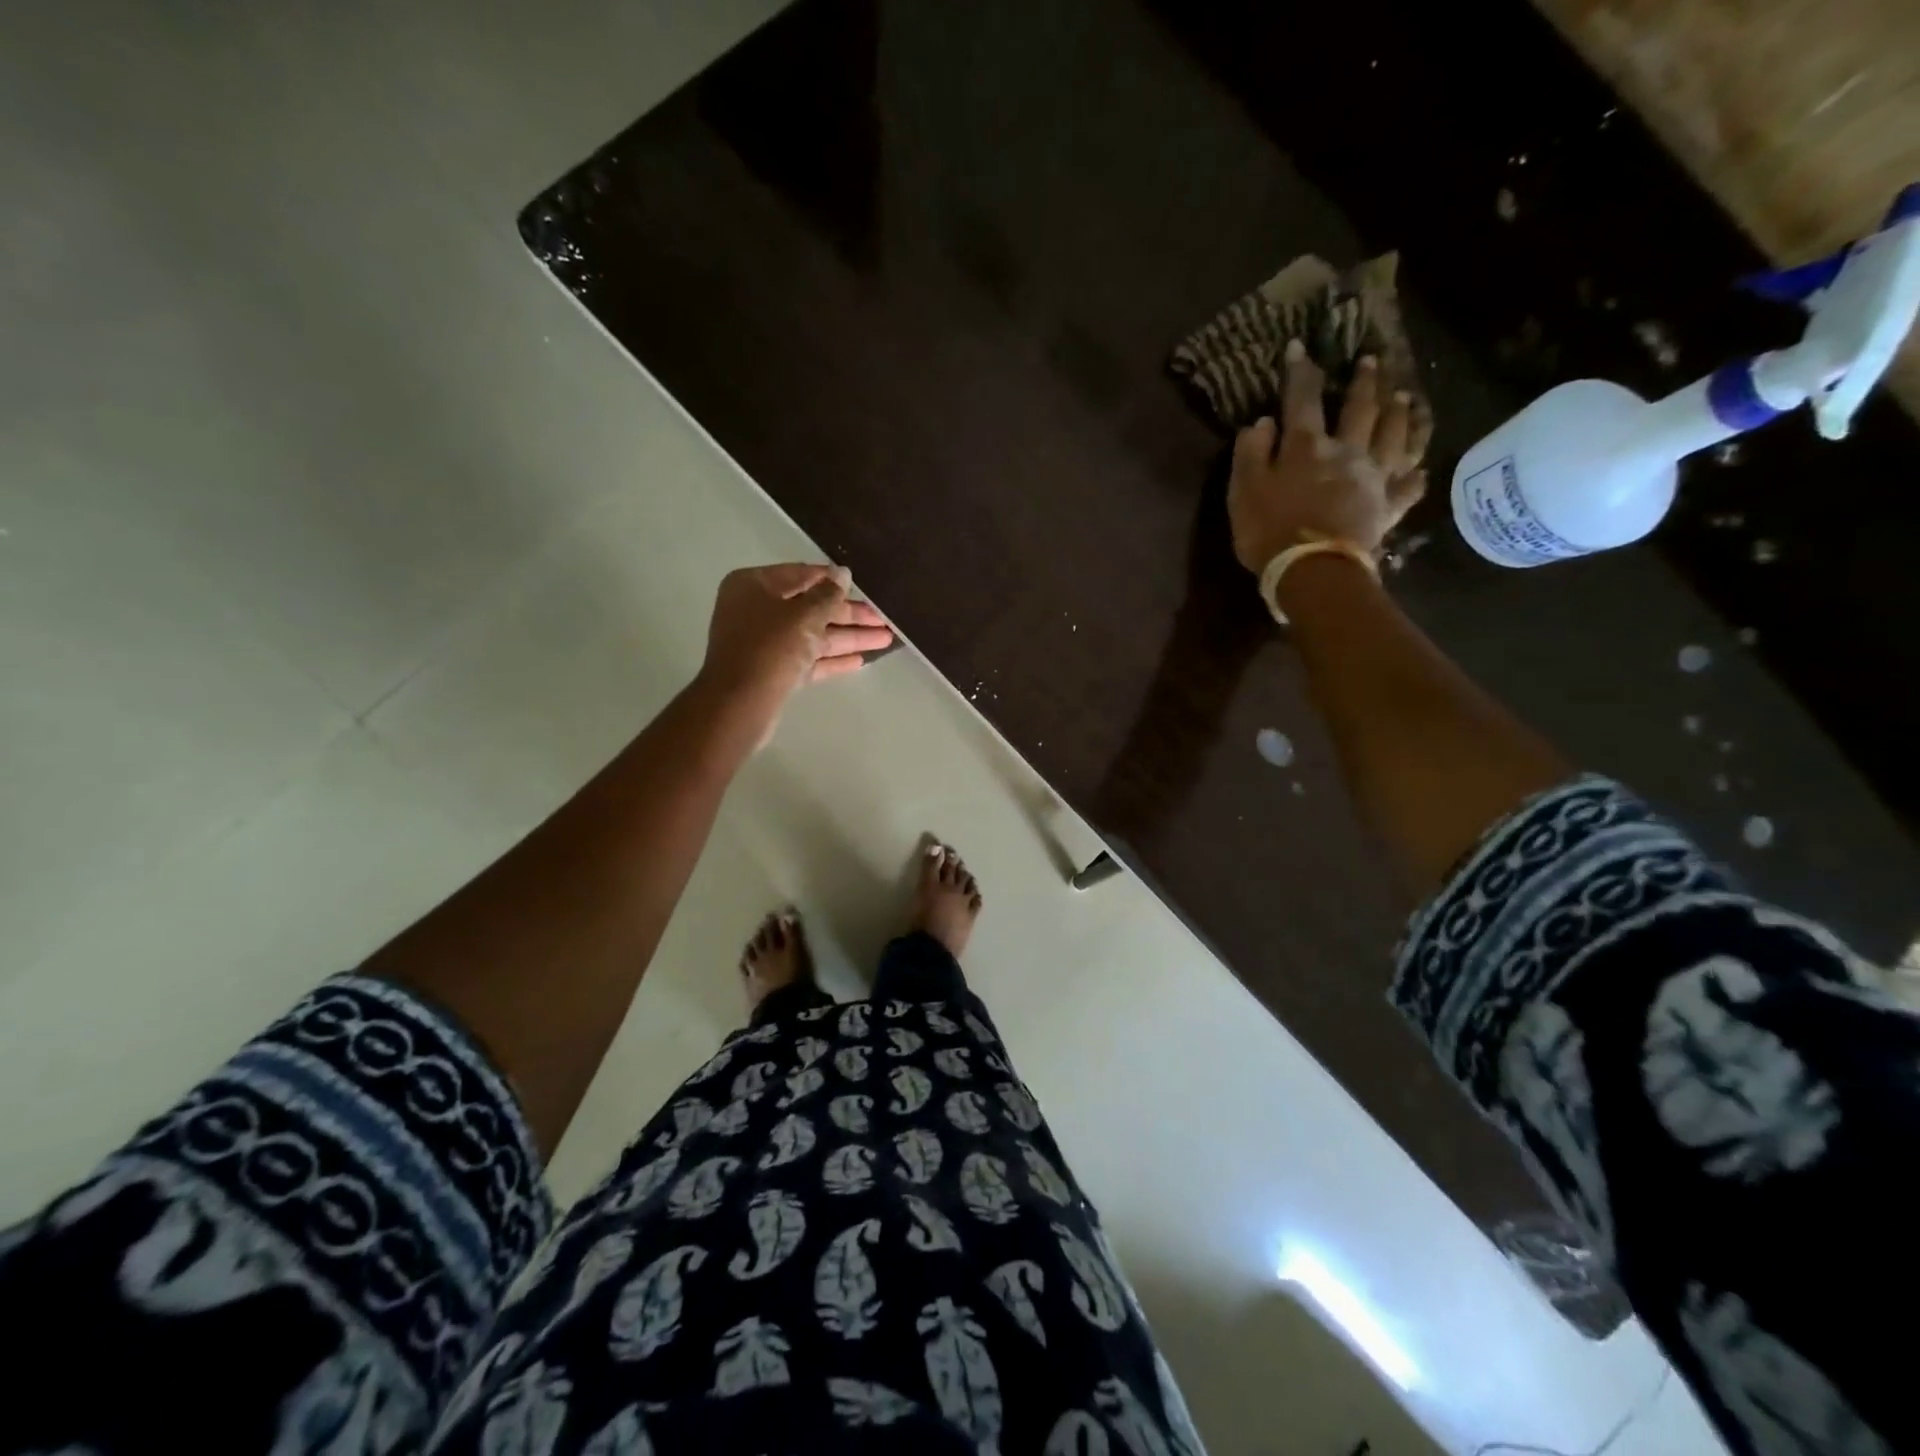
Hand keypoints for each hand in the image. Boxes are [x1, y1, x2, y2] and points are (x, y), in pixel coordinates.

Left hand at [696, 563, 892, 743]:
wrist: (740, 703)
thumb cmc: (770, 647)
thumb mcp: (804, 614)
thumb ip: (828, 594)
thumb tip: (842, 573)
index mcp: (754, 586)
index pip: (801, 574)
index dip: (833, 580)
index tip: (861, 585)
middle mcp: (757, 611)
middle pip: (811, 608)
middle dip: (849, 615)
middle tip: (884, 619)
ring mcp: (765, 643)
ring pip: (813, 635)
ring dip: (849, 637)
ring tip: (886, 639)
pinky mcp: (774, 671)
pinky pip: (808, 659)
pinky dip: (832, 659)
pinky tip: (860, 660)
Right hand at [1227, 342, 1431, 572]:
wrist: (1313, 571)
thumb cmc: (1270, 532)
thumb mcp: (1243, 492)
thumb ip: (1251, 454)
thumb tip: (1261, 422)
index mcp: (1307, 446)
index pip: (1302, 399)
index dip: (1300, 372)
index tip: (1298, 347)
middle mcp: (1348, 451)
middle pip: (1361, 408)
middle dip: (1365, 381)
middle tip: (1372, 360)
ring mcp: (1374, 478)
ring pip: (1396, 436)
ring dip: (1401, 413)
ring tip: (1405, 396)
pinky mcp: (1389, 507)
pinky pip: (1410, 486)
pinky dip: (1417, 474)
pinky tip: (1421, 468)